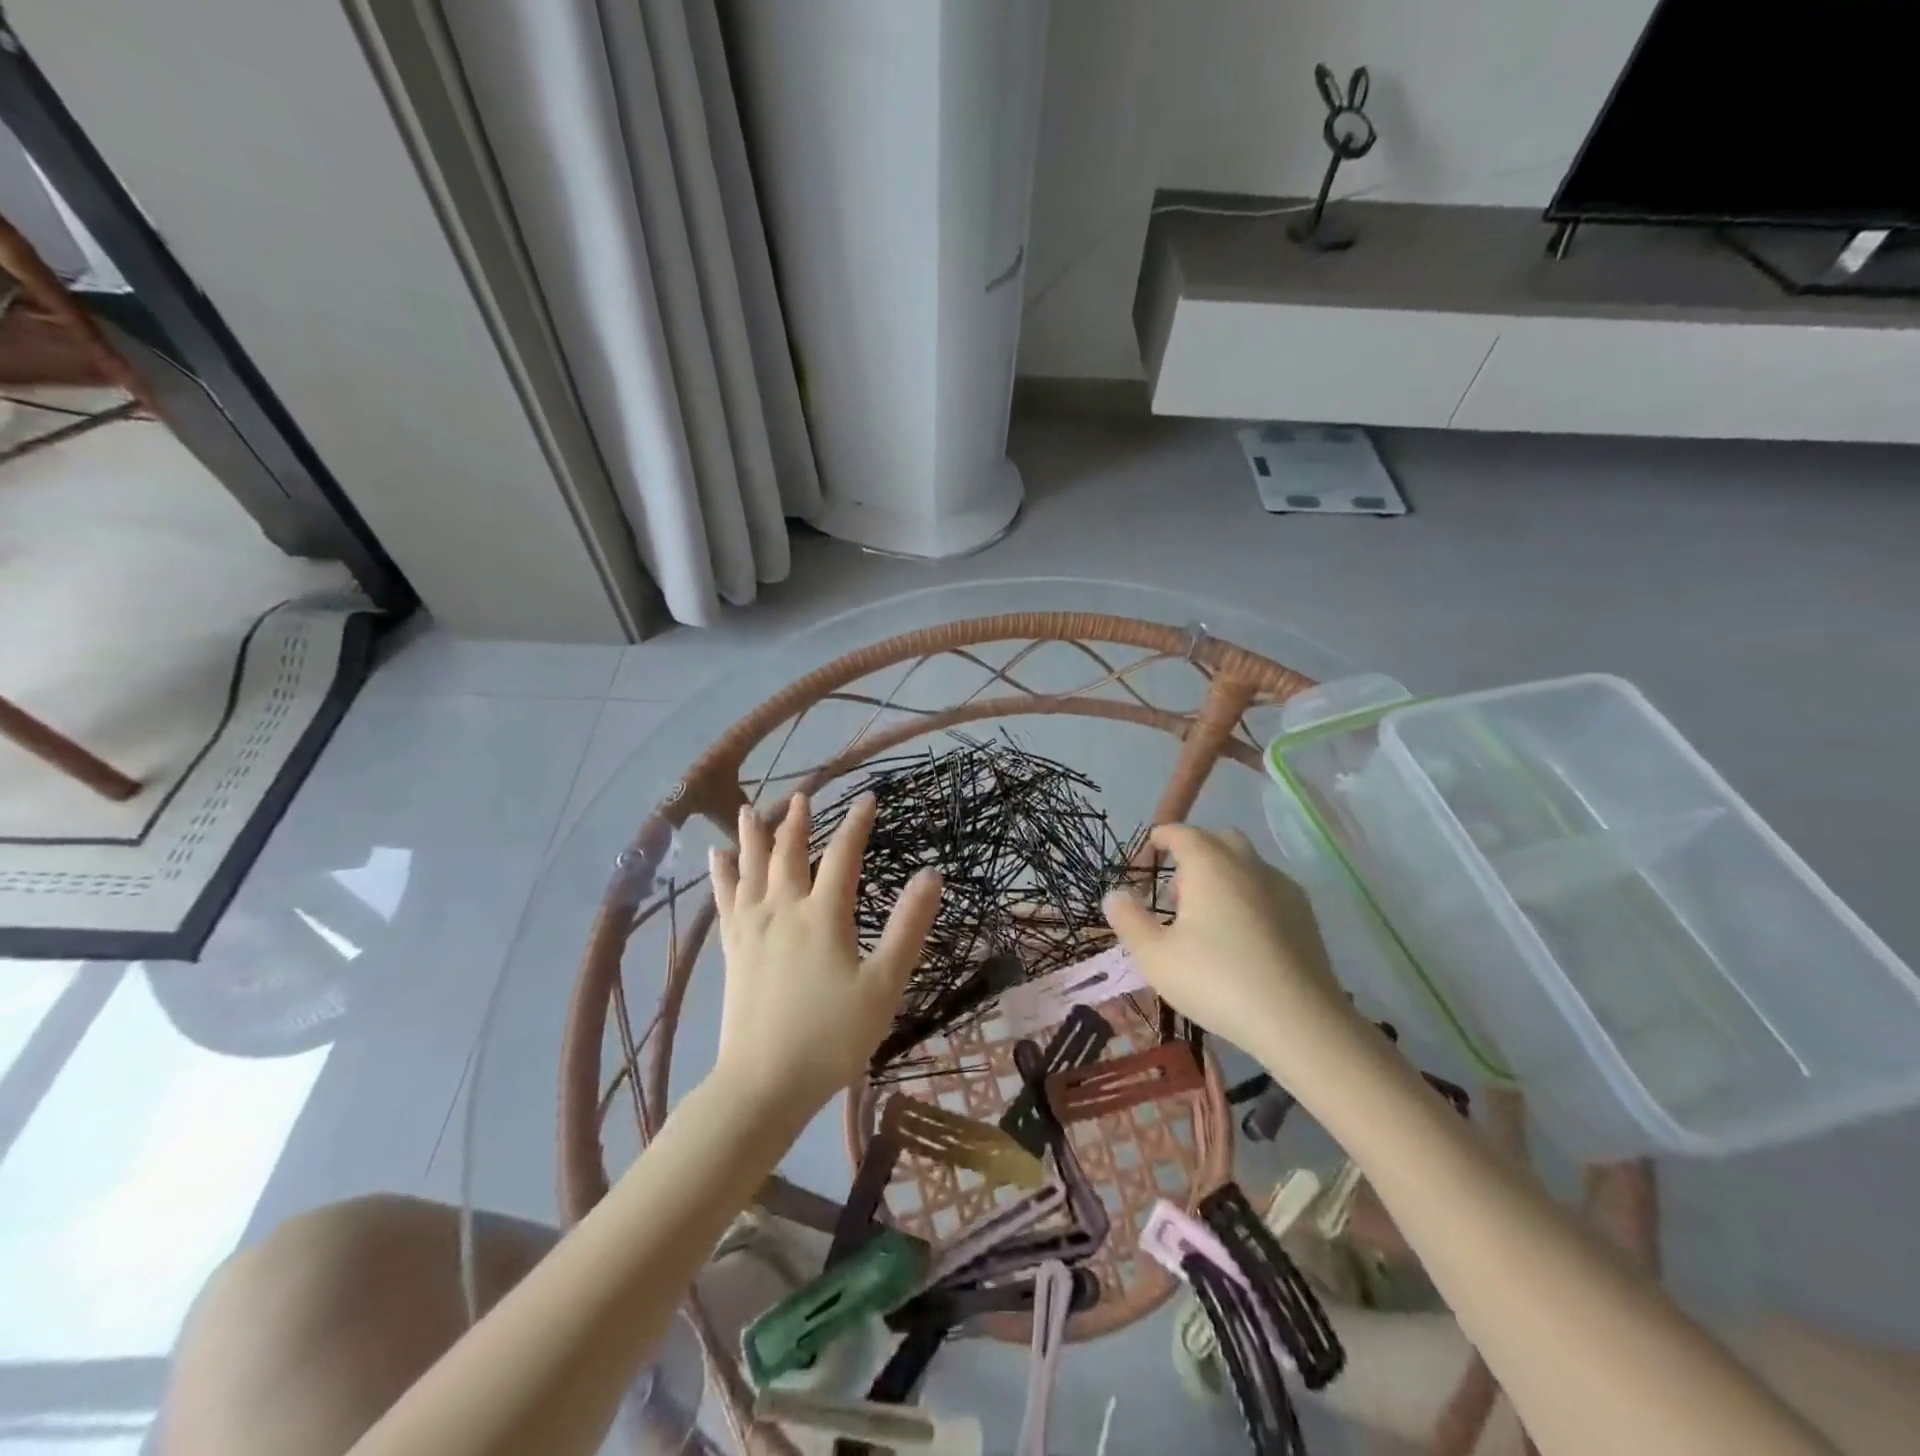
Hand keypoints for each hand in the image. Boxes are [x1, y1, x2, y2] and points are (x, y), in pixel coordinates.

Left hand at [710, 793, 941, 1110]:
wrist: (763, 1083)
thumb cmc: (832, 1036)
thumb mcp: (884, 984)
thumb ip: (908, 927)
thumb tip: (930, 875)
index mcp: (823, 915)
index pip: (843, 855)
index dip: (856, 824)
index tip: (867, 798)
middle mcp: (784, 910)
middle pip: (789, 853)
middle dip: (798, 821)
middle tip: (802, 794)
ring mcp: (752, 928)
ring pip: (751, 868)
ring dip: (752, 836)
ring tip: (747, 809)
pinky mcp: (733, 949)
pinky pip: (725, 899)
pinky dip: (722, 874)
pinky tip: (716, 858)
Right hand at [1102, 824, 1369, 1086]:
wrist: (1300, 1022)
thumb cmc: (1217, 981)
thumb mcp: (1155, 957)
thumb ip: (1129, 920)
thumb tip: (1115, 894)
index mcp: (1209, 863)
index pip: (1180, 832)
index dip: (1159, 840)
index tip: (1144, 860)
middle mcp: (1247, 863)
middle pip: (1218, 840)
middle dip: (1194, 854)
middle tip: (1175, 893)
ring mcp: (1282, 887)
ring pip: (1246, 863)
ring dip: (1222, 875)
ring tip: (1207, 919)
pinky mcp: (1305, 914)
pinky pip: (1268, 888)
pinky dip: (1248, 896)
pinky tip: (1242, 937)